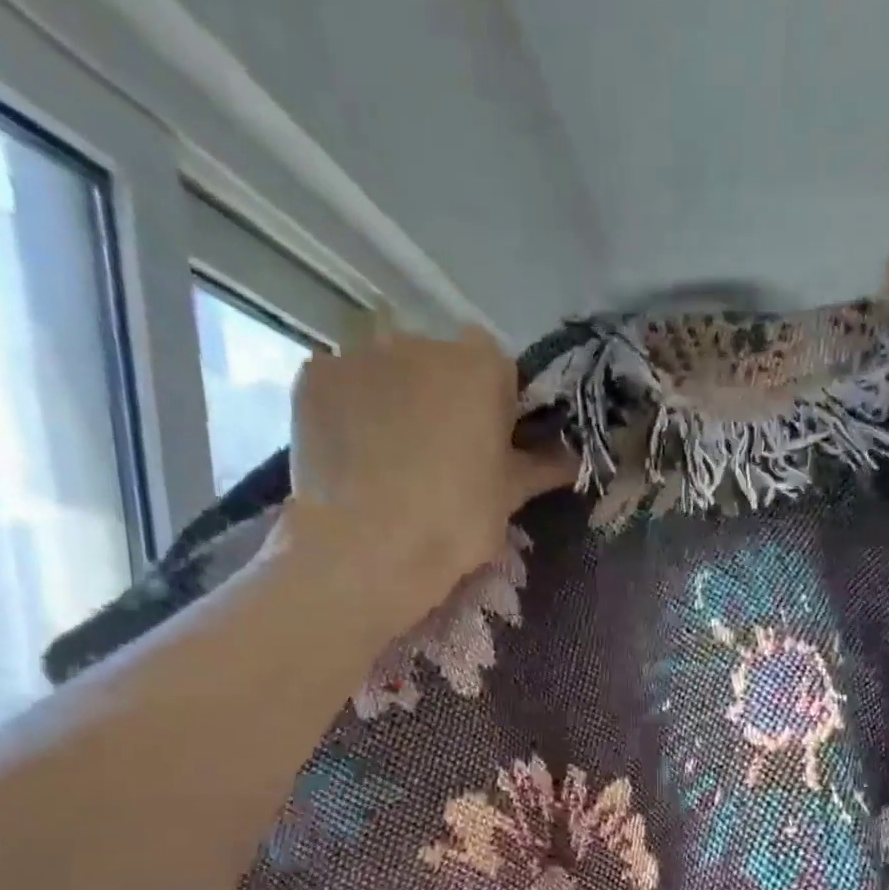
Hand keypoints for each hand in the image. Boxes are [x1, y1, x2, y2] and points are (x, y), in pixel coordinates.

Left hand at [276, 326, 572, 624]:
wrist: (368, 548)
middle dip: (443, 398)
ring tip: (390, 460)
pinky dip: (351, 412)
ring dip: (395, 402)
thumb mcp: (510, 496)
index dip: (496, 406)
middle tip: (440, 457)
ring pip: (389, 373)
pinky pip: (344, 387)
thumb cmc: (456, 521)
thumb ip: (543, 465)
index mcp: (480, 363)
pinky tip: (354, 456)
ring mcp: (361, 353)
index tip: (490, 445)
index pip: (498, 369)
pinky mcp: (314, 377)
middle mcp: (421, 341)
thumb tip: (574, 456)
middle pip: (440, 364)